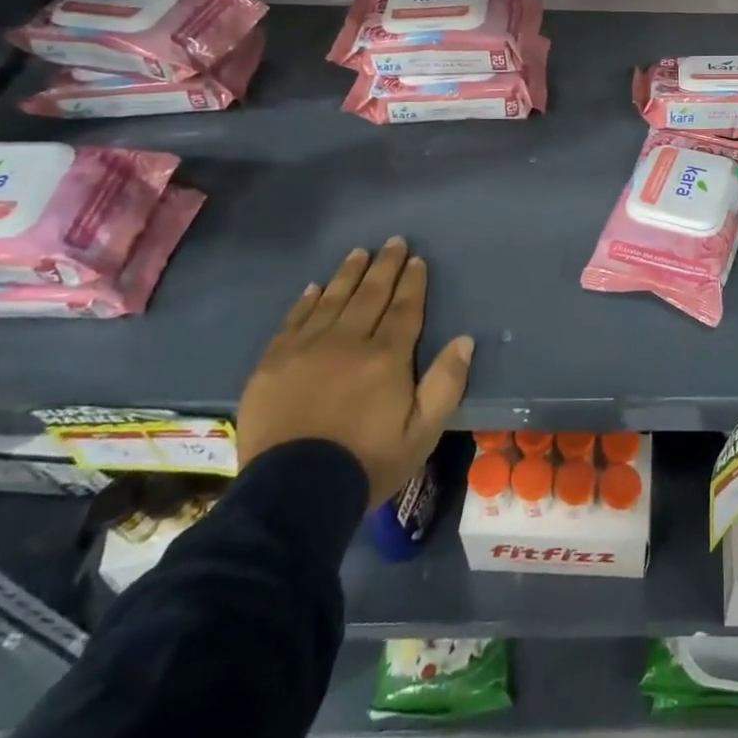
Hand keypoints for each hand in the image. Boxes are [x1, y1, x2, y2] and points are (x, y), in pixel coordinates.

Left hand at [237, 238, 473, 505]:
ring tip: (359, 253)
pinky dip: (307, 300)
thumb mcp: (423, 433)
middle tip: (393, 242)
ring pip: (332, 299)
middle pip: (370, 294)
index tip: (417, 260)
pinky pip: (293, 320)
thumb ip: (446, 383)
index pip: (405, 308)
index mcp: (387, 357)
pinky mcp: (273, 363)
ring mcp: (306, 349)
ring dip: (348, 273)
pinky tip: (315, 287)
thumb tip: (465, 340)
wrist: (293, 495)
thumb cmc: (367, 463)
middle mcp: (348, 341)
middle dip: (384, 266)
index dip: (412, 282)